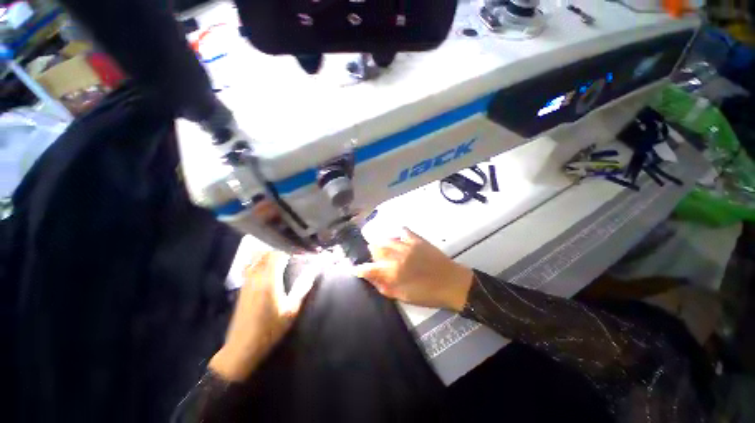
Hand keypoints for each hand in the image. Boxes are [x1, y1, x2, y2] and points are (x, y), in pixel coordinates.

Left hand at [209, 251, 317, 381]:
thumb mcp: (291, 310)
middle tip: (294, 248)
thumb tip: (314, 270)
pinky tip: (267, 263)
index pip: (278, 253)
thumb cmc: (270, 329)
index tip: (302, 247)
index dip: (290, 247)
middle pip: (266, 251)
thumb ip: (303, 287)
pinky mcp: (243, 286)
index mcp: (269, 280)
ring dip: (269, 251)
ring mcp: (247, 280)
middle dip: (280, 246)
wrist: (242, 347)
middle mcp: (256, 276)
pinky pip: (251, 264)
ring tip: (282, 252)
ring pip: (256, 256)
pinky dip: (260, 258)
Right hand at [353, 228, 472, 311]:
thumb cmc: (427, 294)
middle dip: (372, 253)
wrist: (452, 282)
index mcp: (394, 272)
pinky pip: (404, 231)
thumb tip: (370, 279)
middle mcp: (398, 255)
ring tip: (384, 249)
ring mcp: (408, 245)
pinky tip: (398, 238)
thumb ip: (384, 287)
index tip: (356, 269)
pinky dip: (398, 234)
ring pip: (387, 239)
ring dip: (382, 243)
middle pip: (376, 248)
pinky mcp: (418, 239)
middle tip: (375, 259)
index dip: (361, 269)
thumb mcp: (403, 296)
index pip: (370, 268)